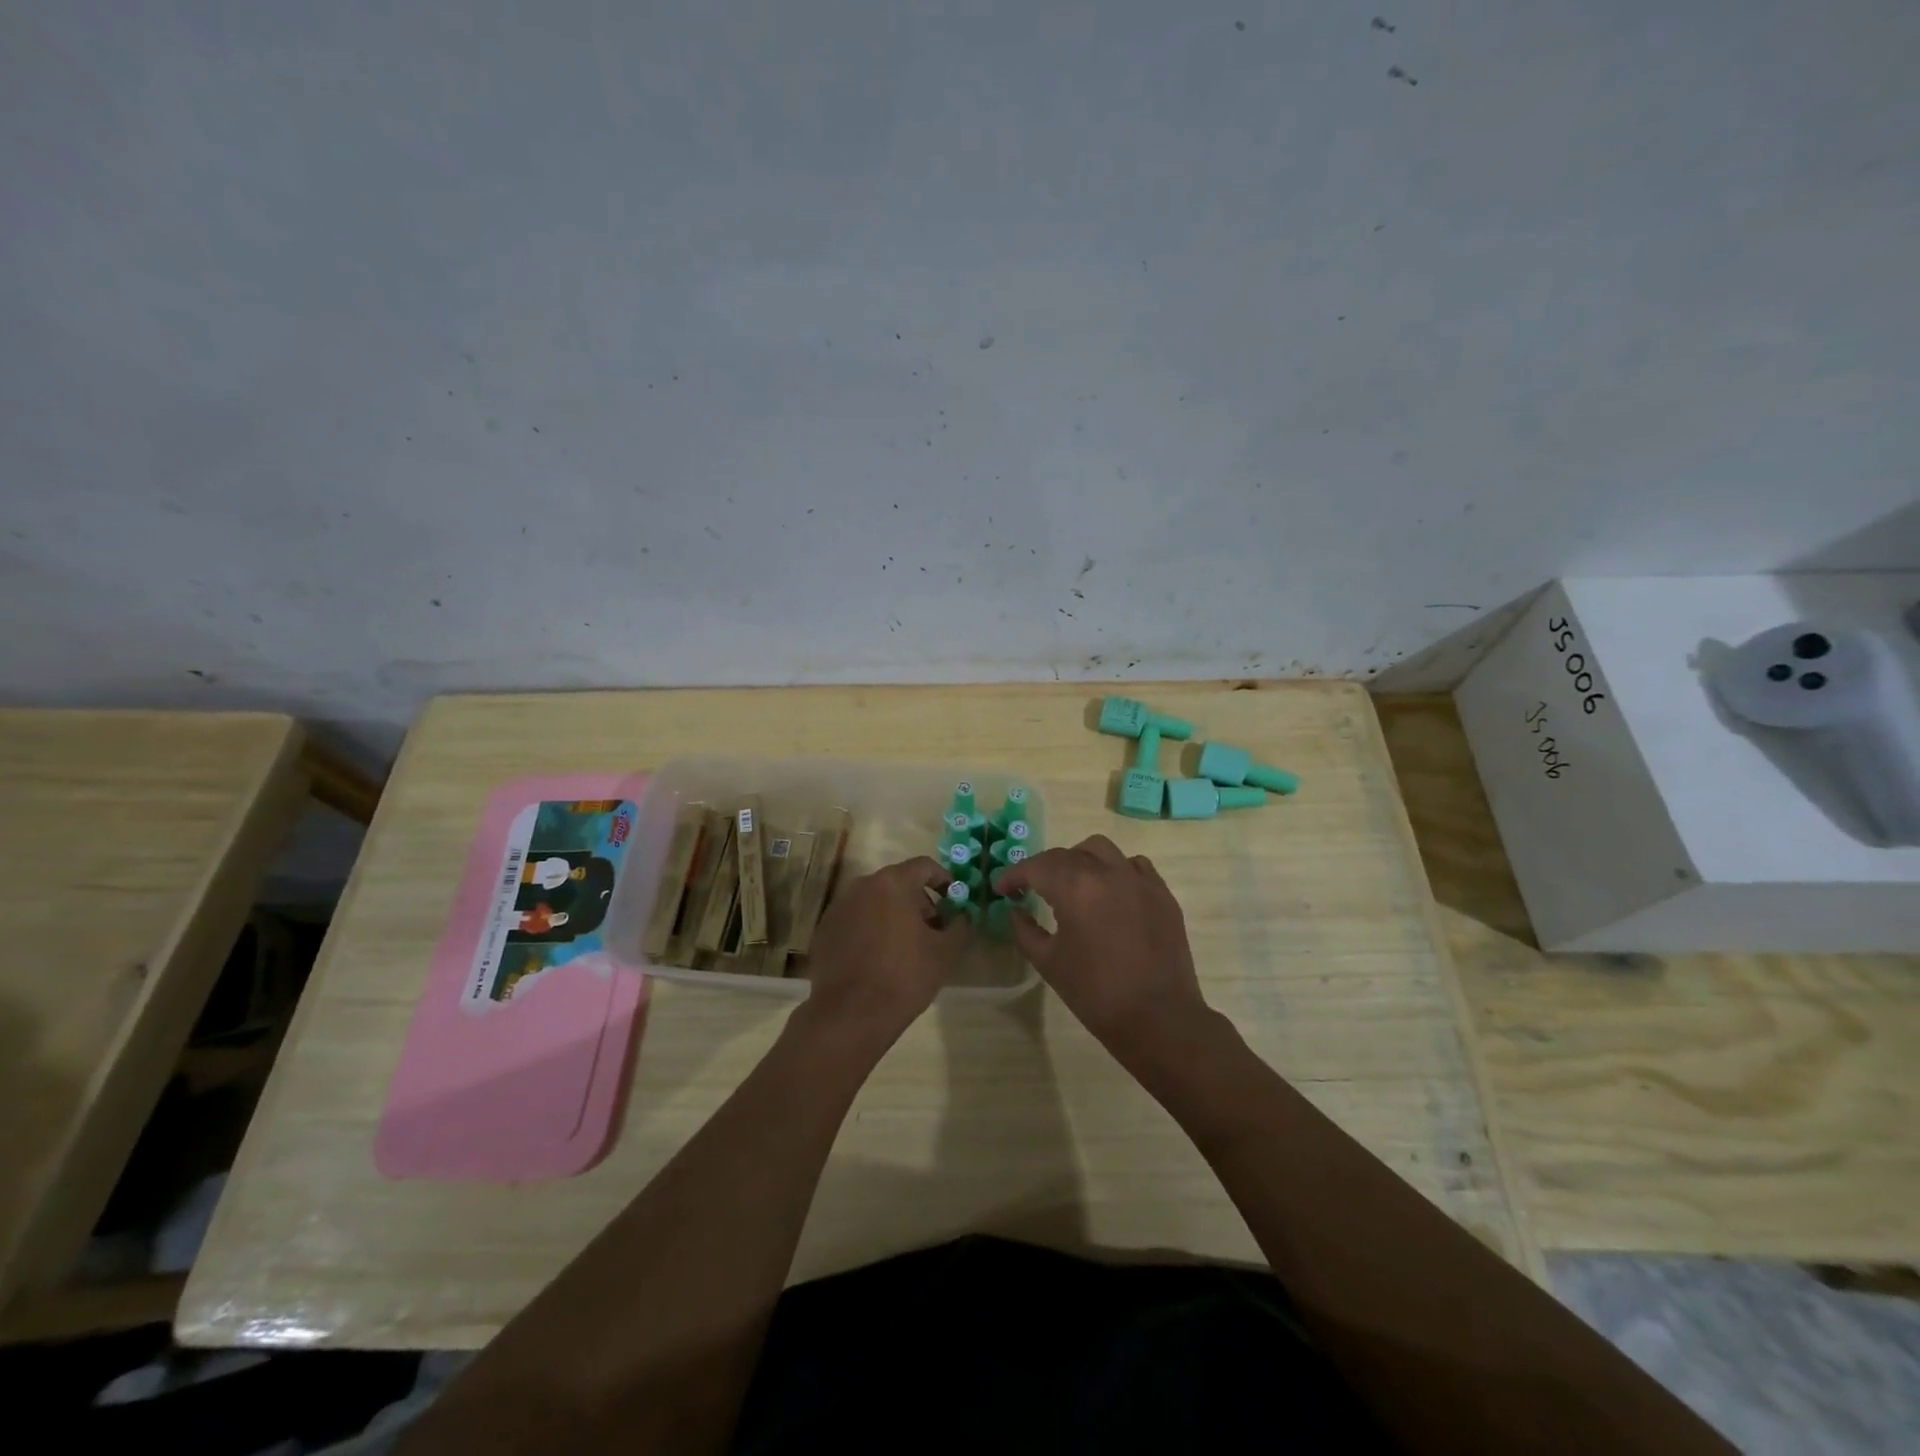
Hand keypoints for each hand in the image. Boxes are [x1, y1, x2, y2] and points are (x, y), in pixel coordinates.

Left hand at [798, 856, 968, 1045]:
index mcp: (892, 883)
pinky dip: (870, 929)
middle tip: (932, 929)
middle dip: (918, 901)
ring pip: (875, 901)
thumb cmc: (904, 976)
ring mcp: (839, 907)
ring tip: (906, 946)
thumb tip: (962, 916)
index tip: (953, 900)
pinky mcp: (825, 930)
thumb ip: (960, 925)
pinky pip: (856, 919)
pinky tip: (878, 958)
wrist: (850, 1015)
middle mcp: (862, 886)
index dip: (943, 880)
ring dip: (893, 915)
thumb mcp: (945, 952)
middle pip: (898, 883)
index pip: (924, 866)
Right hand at [996, 835, 1215, 1064]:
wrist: (1158, 1019)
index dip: (1014, 874)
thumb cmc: (1096, 994)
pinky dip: (1115, 870)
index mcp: (1076, 889)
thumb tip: (1015, 910)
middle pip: (1067, 855)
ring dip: (1080, 859)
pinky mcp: (1162, 893)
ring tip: (1072, 883)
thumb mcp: (1049, 963)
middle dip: (1043, 868)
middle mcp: (1108, 873)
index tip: (1002, 888)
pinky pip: (1134, 865)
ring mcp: (1139, 880)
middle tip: (1031, 888)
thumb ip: (1025, 930)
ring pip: (1102, 850)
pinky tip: (1109, 892)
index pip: (1037, 867)